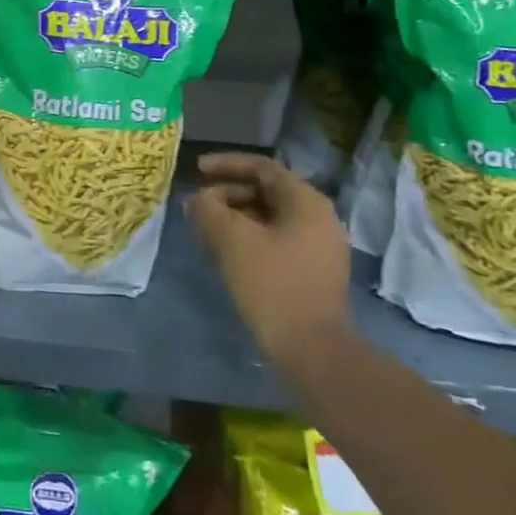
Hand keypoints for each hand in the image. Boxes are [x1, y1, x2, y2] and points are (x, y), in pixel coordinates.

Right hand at [190, 152, 351, 371]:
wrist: (312, 350)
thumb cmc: (272, 284)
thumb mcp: (232, 240)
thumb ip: (209, 210)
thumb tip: (197, 199)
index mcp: (306, 202)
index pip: (262, 168)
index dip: (226, 164)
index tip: (196, 169)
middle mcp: (319, 218)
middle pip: (266, 192)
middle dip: (227, 194)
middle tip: (197, 206)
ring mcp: (319, 247)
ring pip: (269, 218)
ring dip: (234, 218)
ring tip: (204, 229)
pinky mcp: (312, 272)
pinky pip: (275, 240)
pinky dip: (247, 238)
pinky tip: (223, 253)